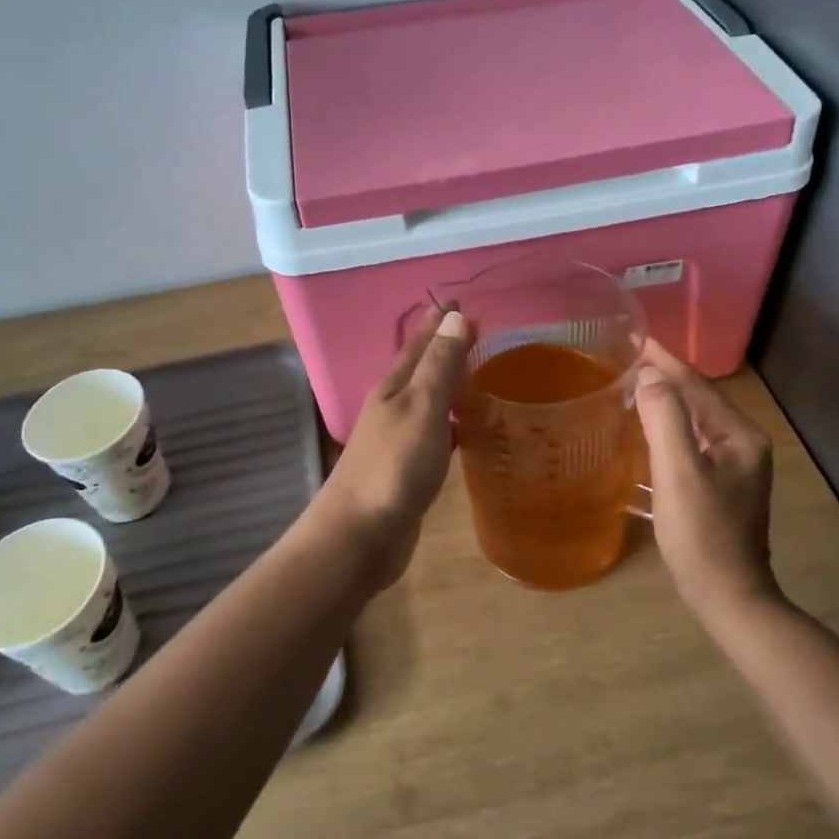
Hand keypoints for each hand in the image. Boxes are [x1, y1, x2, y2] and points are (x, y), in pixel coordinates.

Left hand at [317, 305, 471, 593]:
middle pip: (421, 368)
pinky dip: (453, 422)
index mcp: (393, 387)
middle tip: (477, 333)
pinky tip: (468, 428)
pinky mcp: (408, 468)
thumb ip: (439, 366)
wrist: (360, 536)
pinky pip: (436, 432)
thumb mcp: (421, 408)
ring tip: (478, 373)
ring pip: (429, 400)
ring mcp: (398, 438)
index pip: (420, 343)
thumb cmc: (393, 467)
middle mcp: (393, 406)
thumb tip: (455, 317)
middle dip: (445, 348)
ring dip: (449, 384)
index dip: (439, 322)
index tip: (460, 302)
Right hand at [634, 338, 778, 615]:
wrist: (727, 596)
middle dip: (664, 379)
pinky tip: (644, 433)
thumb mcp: (679, 472)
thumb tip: (651, 375)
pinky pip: (691, 444)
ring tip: (631, 389)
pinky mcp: (722, 486)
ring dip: (664, 405)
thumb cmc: (702, 533)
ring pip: (693, 423)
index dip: (665, 361)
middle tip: (626, 362)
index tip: (636, 340)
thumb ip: (666, 418)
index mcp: (740, 435)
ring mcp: (735, 466)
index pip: (697, 386)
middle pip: (697, 401)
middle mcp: (743, 443)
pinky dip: (667, 432)